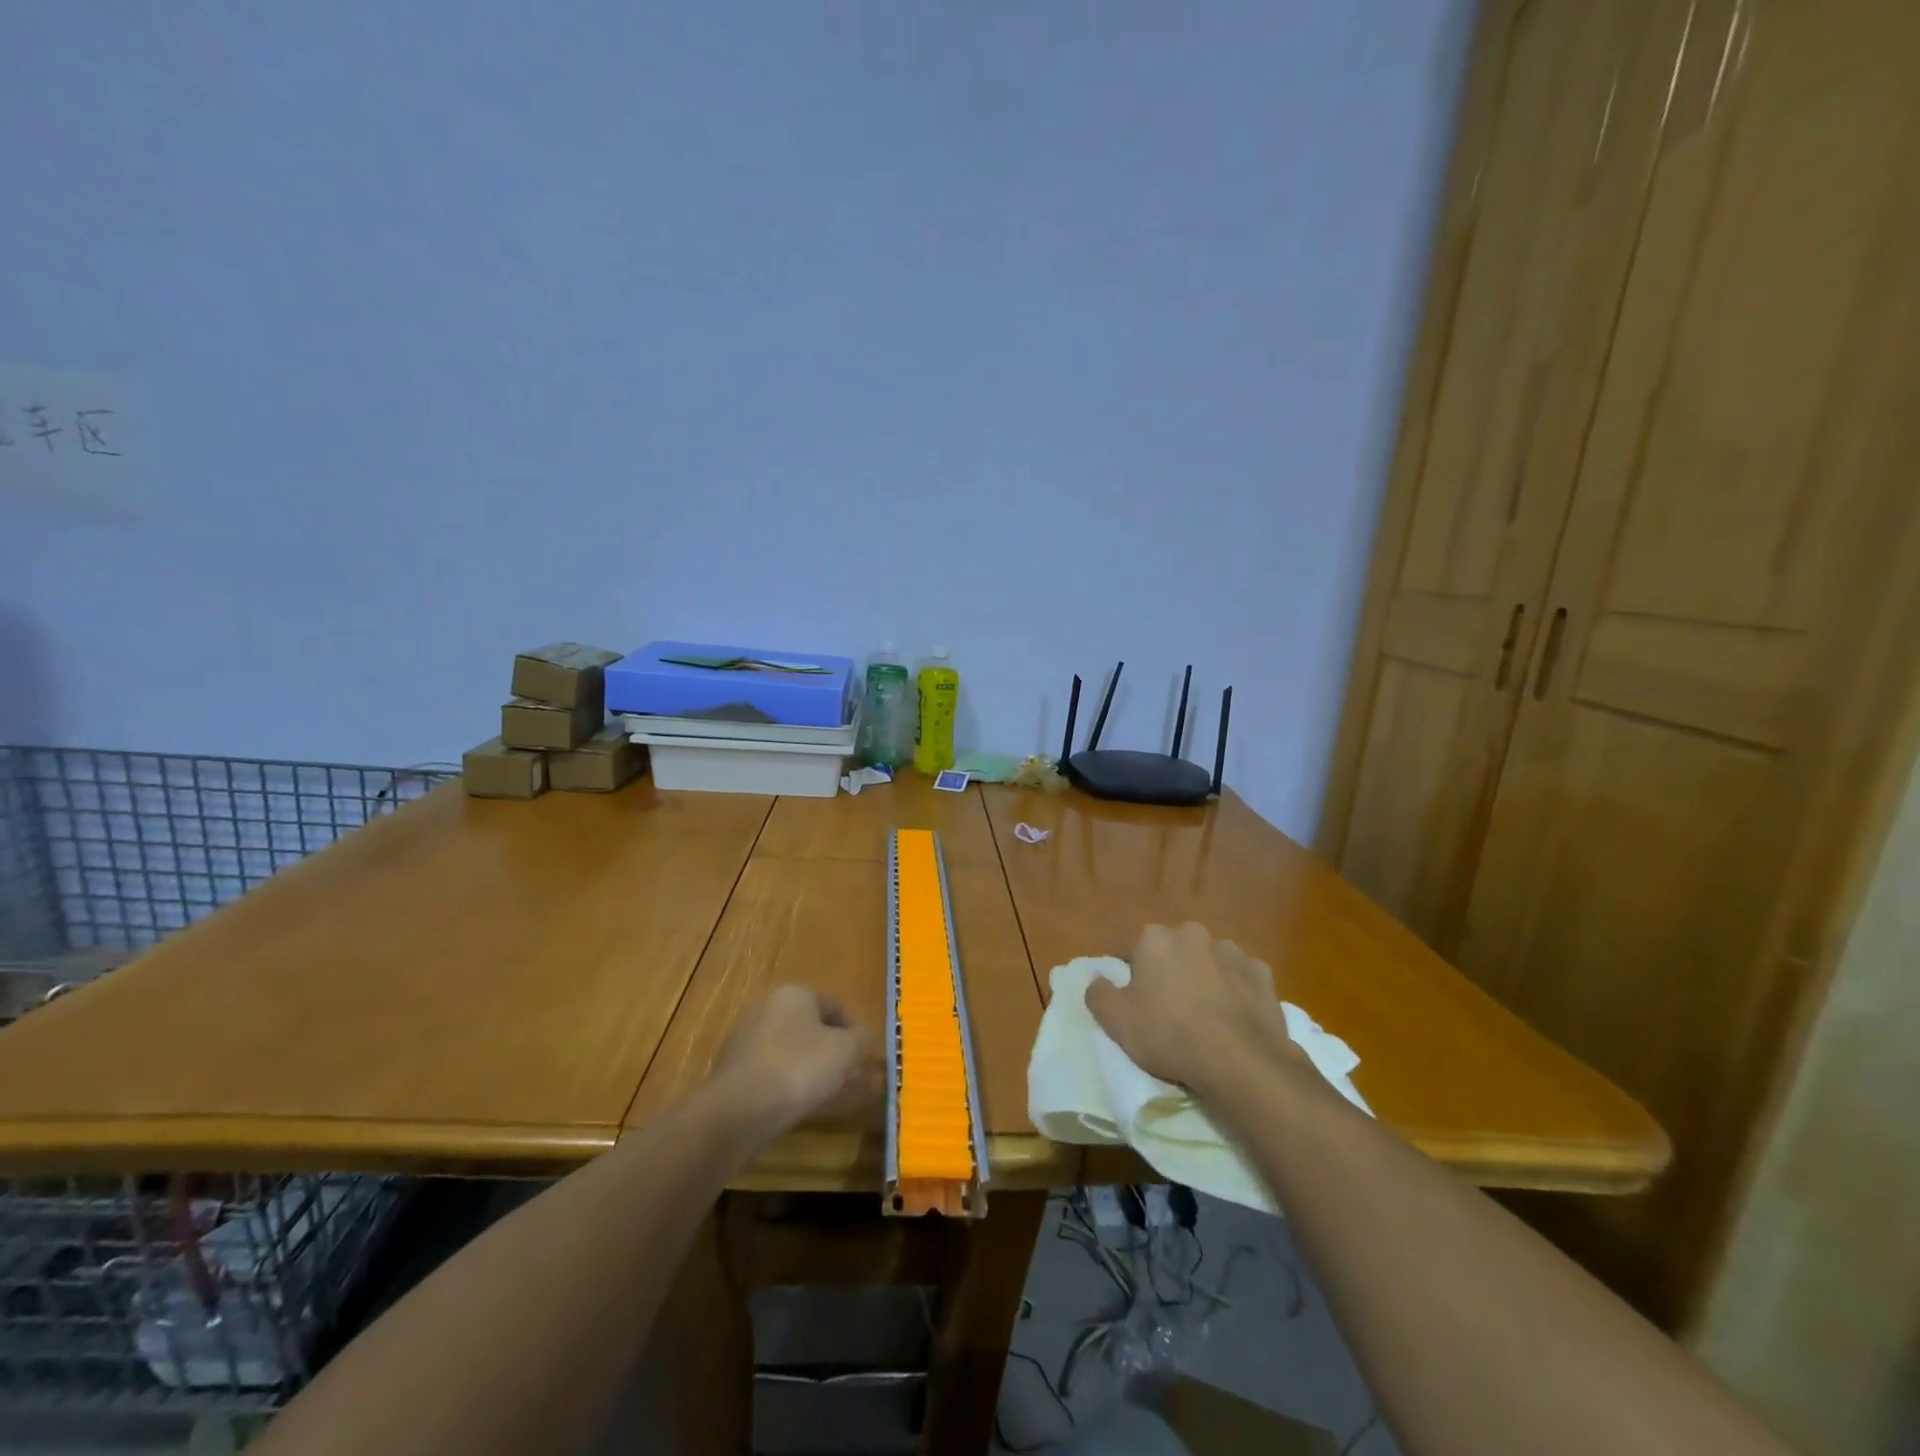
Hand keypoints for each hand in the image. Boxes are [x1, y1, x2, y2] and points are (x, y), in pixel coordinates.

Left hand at [709, 986, 881, 1139]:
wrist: (740, 1108)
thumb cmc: (800, 1067)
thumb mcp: (845, 1051)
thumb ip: (860, 1039)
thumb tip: (862, 1036)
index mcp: (795, 993)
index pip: (834, 1006)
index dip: (853, 1031)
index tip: (863, 1056)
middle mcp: (766, 1006)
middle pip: (808, 1026)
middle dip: (828, 1049)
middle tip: (845, 1075)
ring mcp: (744, 1036)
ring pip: (787, 1048)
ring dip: (805, 1066)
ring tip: (821, 1093)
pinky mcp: (730, 1067)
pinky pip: (768, 1070)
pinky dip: (783, 1081)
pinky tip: (792, 1103)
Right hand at [1086, 922, 1299, 1095]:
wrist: (1241, 1061)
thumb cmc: (1169, 1034)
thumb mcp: (1116, 1021)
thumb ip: (1098, 993)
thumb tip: (1099, 980)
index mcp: (1154, 938)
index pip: (1130, 949)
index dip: (1128, 973)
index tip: (1132, 999)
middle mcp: (1192, 934)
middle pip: (1172, 950)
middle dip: (1168, 970)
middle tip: (1167, 1007)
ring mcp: (1232, 952)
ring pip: (1208, 961)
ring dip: (1203, 977)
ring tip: (1204, 1015)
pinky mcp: (1262, 974)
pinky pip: (1240, 979)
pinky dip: (1235, 991)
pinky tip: (1234, 1018)